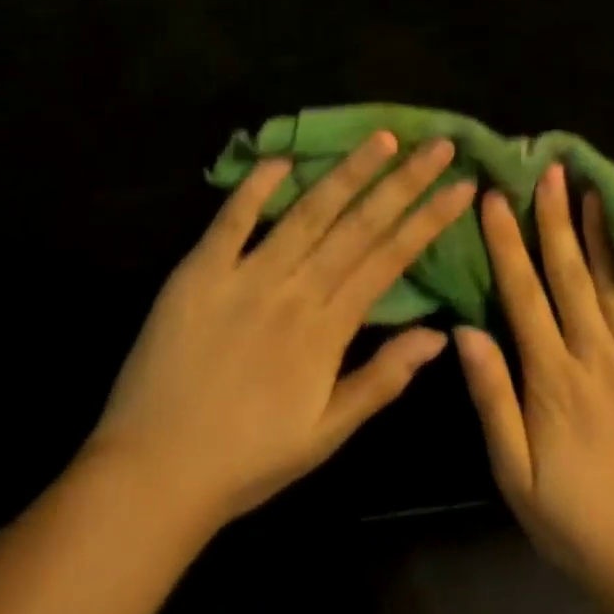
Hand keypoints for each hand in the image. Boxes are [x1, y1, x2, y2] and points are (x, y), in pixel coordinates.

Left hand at [93, 131, 475, 532]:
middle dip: (405, 181)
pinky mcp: (200, 271)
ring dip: (348, 171)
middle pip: (359, 225)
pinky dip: (256, 188)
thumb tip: (439, 335)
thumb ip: (382, 379)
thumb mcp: (326, 434)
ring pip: (307, 212)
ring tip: (383, 137)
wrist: (150, 476)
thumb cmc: (247, 458)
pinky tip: (283, 158)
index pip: (391, 259)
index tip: (462, 185)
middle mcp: (295, 292)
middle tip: (438, 143)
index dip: (429, 219)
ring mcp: (246, 276)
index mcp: (327, 329)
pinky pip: (232, 220)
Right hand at [455, 163, 613, 600]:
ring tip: (594, 188)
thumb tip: (465, 330)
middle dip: (556, 219)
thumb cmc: (573, 517)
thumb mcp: (514, 473)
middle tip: (549, 170)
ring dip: (603, 234)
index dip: (507, 243)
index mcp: (553, 379)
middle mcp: (598, 357)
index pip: (523, 295)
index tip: (495, 197)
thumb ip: (492, 399)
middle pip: (571, 276)